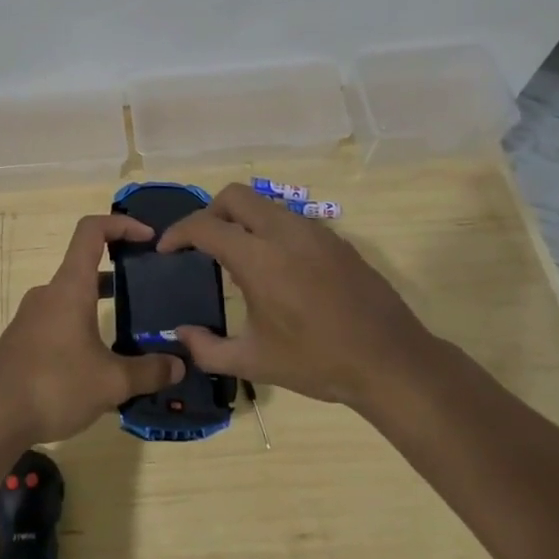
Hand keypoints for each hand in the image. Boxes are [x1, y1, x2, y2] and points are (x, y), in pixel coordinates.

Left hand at [0, 214, 184, 443]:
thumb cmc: (53, 385)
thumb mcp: (111, 382)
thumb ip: (148, 371)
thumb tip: (179, 364)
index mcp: (70, 287)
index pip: (92, 231)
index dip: (121, 224)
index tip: (149, 238)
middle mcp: (49, 293)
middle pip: (86, 266)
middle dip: (119, 274)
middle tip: (148, 293)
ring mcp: (32, 316)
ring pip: (73, 298)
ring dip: (101, 306)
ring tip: (130, 334)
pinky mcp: (23, 340)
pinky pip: (60, 321)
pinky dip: (83, 328)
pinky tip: (98, 364)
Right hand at [159, 184, 432, 407]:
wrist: (391, 362)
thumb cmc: (318, 362)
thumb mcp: (254, 362)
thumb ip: (207, 349)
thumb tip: (180, 334)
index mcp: (258, 258)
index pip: (205, 226)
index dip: (178, 233)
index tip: (166, 250)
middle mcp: (283, 232)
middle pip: (234, 195)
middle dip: (209, 212)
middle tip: (201, 244)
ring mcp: (314, 231)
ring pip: (265, 204)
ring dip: (242, 219)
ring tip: (237, 256)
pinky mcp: (336, 239)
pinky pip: (291, 220)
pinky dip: (270, 230)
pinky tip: (276, 267)